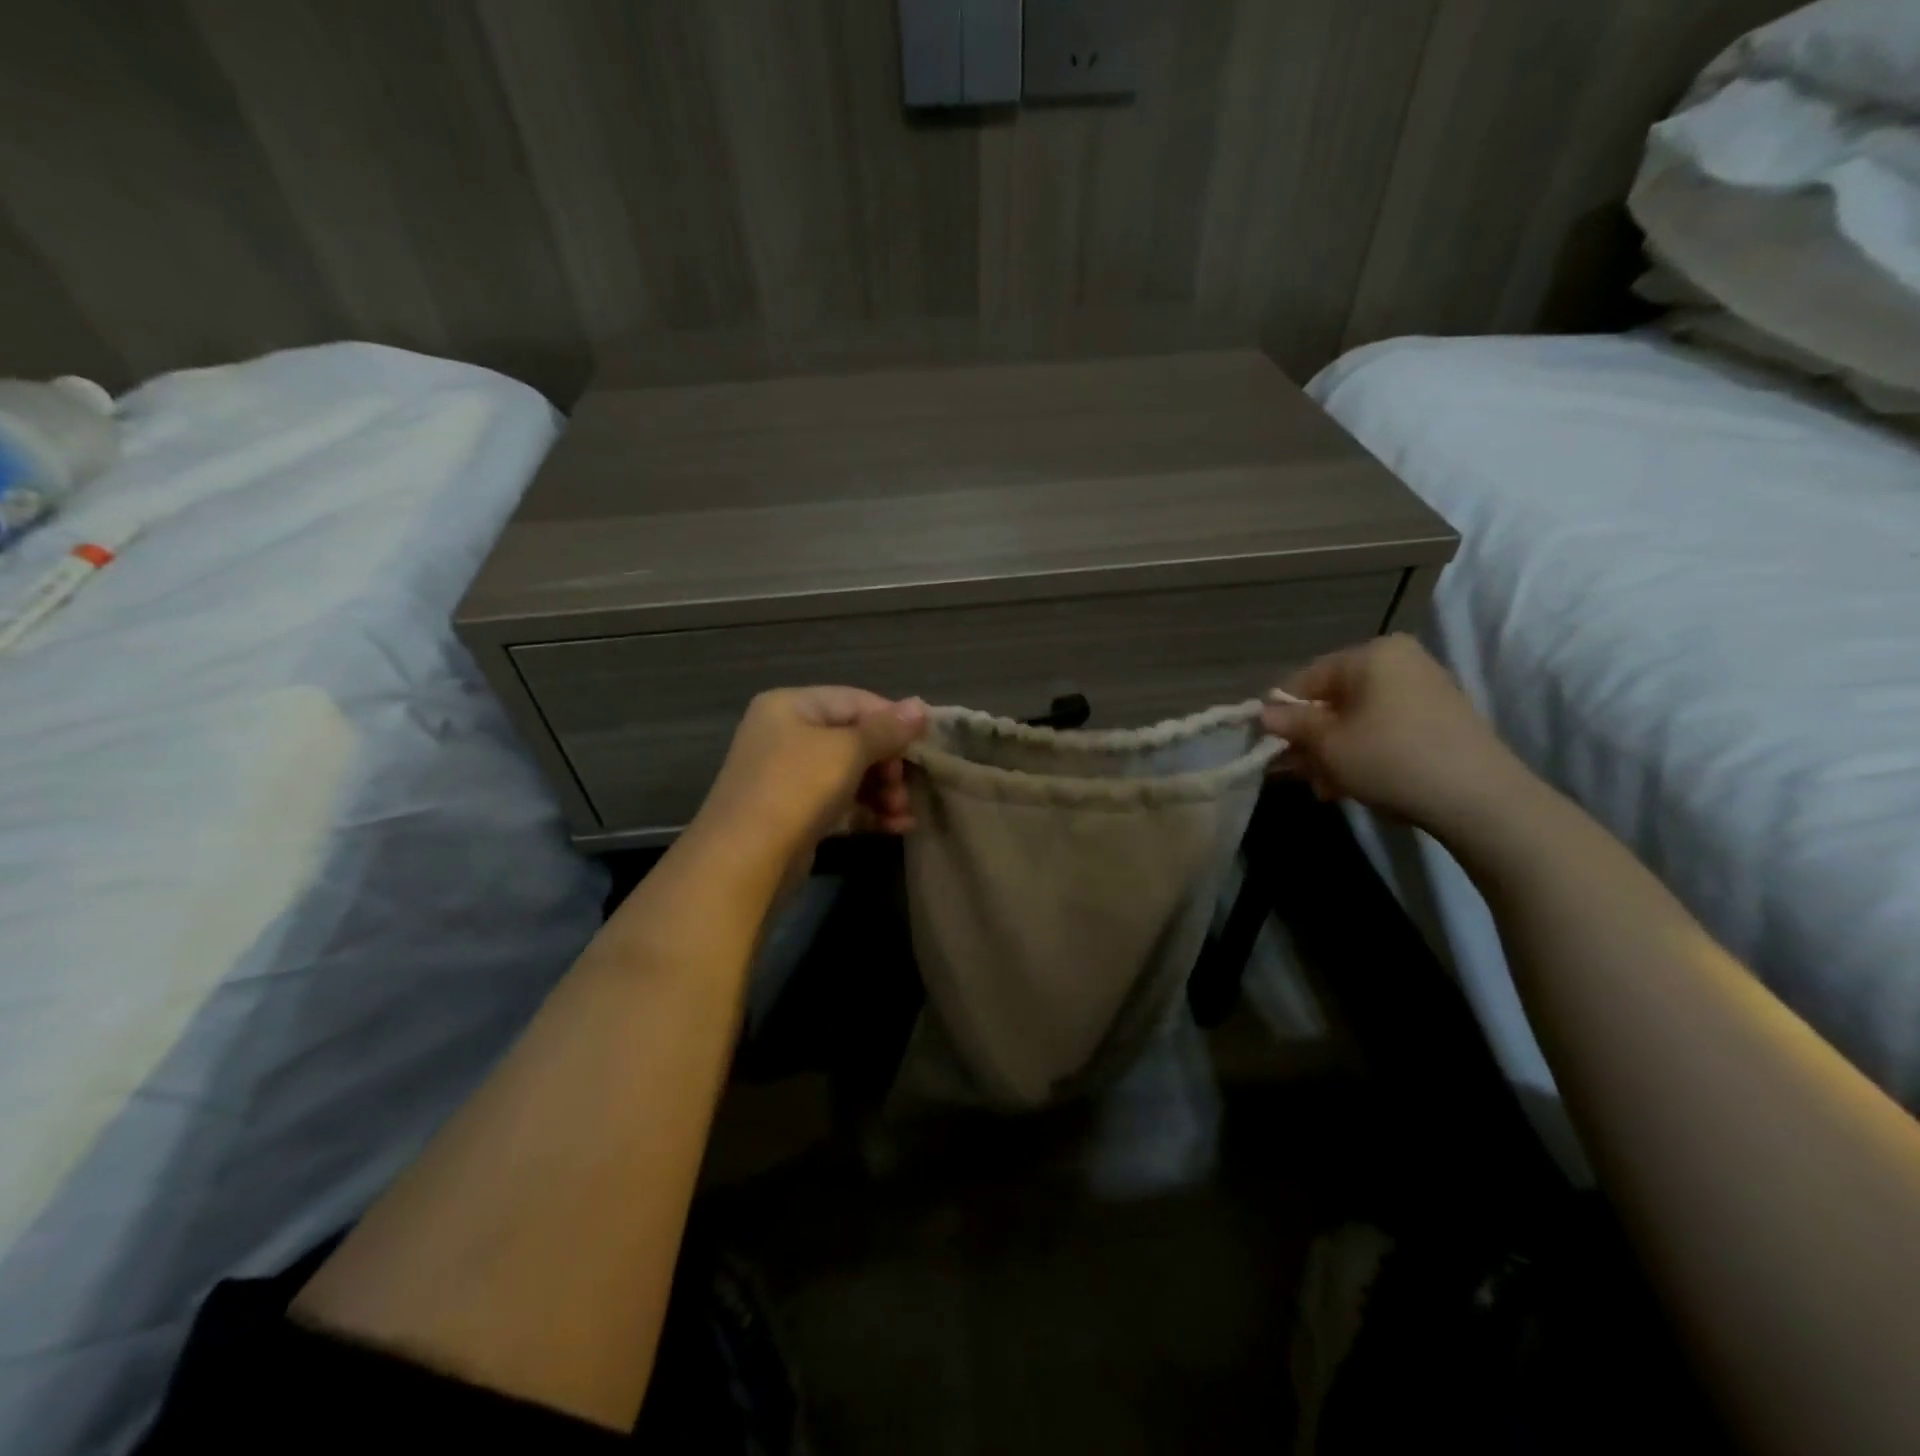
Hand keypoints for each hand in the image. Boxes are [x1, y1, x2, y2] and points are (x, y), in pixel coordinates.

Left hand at [695, 687, 928, 859]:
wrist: (746, 859)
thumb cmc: (797, 787)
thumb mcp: (847, 751)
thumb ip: (886, 729)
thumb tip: (920, 705)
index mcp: (791, 706)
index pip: (855, 701)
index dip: (893, 720)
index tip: (924, 744)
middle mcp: (786, 735)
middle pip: (853, 739)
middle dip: (888, 764)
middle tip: (907, 788)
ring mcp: (788, 776)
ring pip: (849, 774)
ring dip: (883, 791)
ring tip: (904, 813)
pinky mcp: (795, 813)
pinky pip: (840, 803)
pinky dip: (868, 811)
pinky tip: (897, 827)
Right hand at [1260, 635, 1523, 829]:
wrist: (1479, 798)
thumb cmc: (1390, 758)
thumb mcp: (1328, 743)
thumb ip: (1291, 724)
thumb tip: (1263, 714)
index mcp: (1371, 654)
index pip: (1306, 678)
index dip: (1281, 714)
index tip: (1269, 747)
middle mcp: (1399, 662)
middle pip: (1333, 699)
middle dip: (1310, 739)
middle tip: (1297, 774)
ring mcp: (1424, 689)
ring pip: (1357, 719)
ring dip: (1333, 752)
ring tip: (1325, 788)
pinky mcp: (1439, 720)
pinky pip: (1384, 729)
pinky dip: (1363, 753)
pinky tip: (1351, 786)